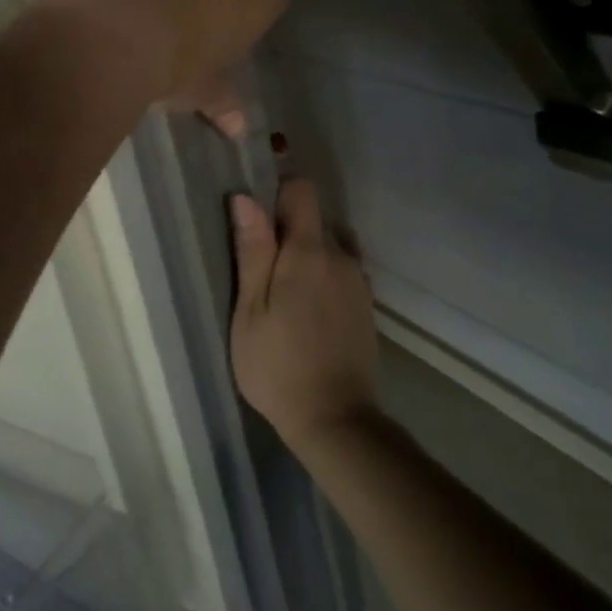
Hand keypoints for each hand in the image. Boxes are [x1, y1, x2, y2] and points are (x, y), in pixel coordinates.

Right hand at [230, 178, 378, 450]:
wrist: (335, 420)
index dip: (277, 194)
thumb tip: (245, 197)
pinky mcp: (366, 306)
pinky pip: (341, 271)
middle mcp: (342, 257)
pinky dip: (322, 278)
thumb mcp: (250, 309)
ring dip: (305, 257)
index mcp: (309, 252)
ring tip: (282, 296)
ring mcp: (359, 282)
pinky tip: (306, 312)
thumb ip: (253, 250)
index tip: (257, 221)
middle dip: (287, 232)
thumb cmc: (277, 364)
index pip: (302, 190)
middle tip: (259, 273)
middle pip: (313, 220)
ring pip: (329, 246)